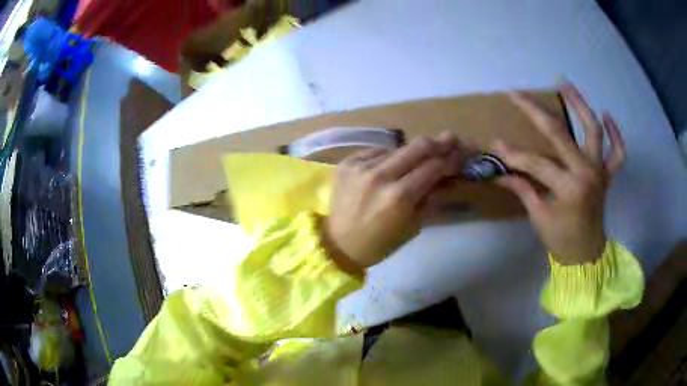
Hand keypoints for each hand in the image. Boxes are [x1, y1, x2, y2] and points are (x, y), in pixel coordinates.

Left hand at [323, 134, 462, 269]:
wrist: (337, 244)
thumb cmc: (379, 243)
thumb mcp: (413, 226)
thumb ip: (431, 197)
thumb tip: (447, 176)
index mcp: (399, 197)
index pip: (433, 167)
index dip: (451, 158)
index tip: (461, 153)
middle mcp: (380, 175)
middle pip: (418, 146)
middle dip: (439, 143)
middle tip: (451, 139)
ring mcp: (361, 166)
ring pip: (398, 147)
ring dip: (414, 151)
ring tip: (422, 156)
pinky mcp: (348, 162)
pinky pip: (377, 152)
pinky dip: (390, 157)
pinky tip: (393, 165)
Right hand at [494, 84, 625, 264]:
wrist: (585, 255)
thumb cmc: (561, 240)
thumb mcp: (539, 216)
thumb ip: (522, 188)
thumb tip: (499, 173)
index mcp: (569, 188)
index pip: (536, 164)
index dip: (513, 154)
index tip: (495, 143)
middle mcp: (587, 172)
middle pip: (559, 134)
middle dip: (535, 112)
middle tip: (517, 94)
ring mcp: (600, 171)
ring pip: (593, 130)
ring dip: (580, 105)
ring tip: (564, 84)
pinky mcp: (608, 175)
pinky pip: (618, 152)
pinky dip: (616, 134)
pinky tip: (607, 115)